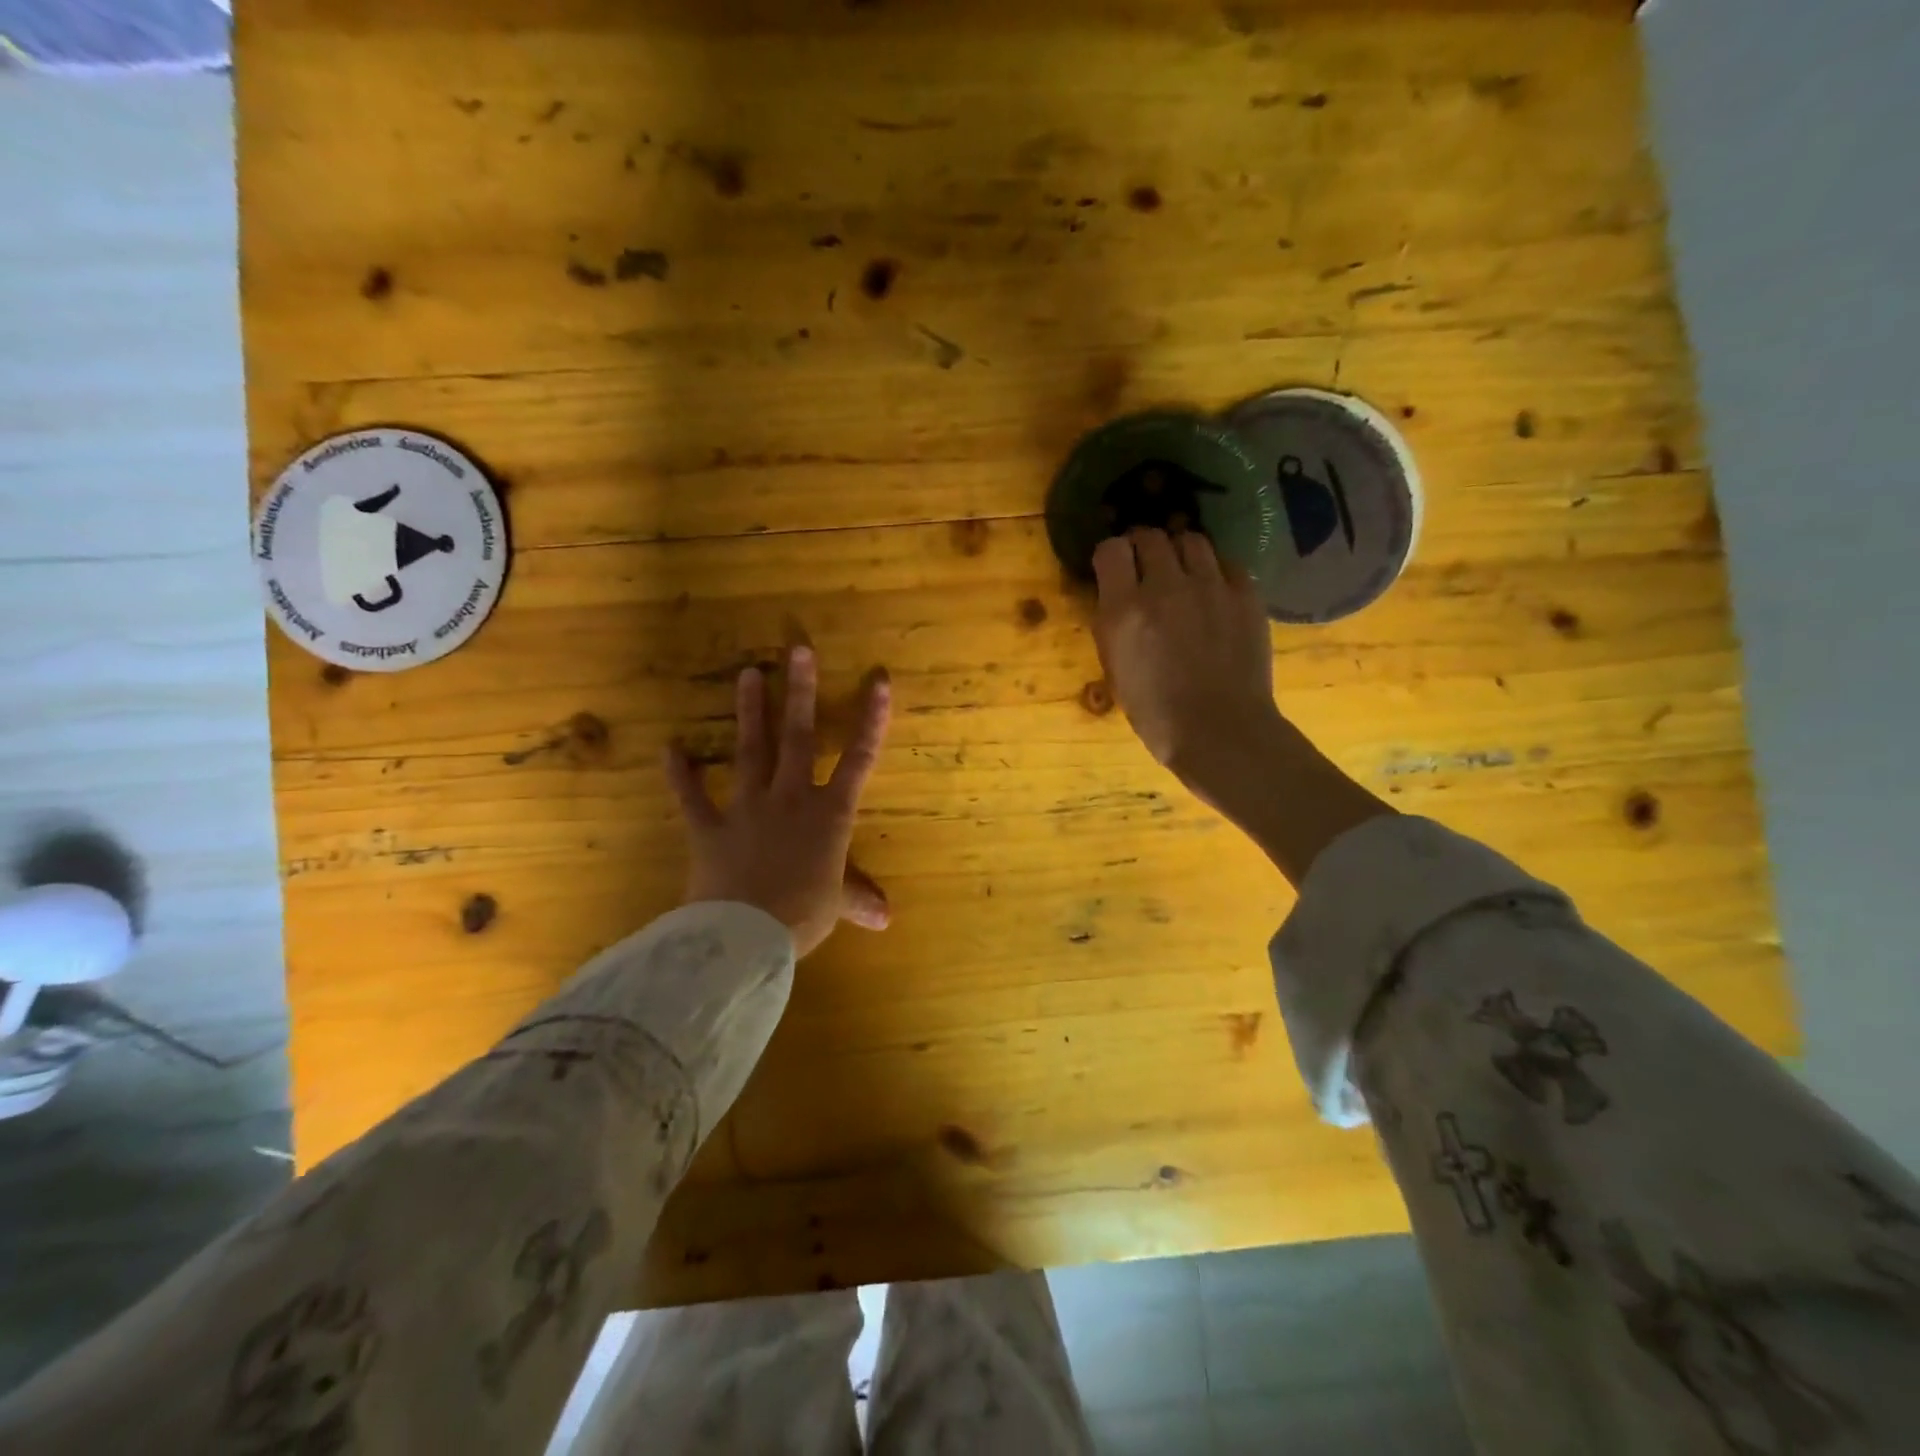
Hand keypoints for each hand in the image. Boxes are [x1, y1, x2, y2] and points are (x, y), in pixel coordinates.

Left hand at [665, 646, 891, 957]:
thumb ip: (858, 898)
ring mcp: (746, 808)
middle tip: (798, 648)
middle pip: (798, 737)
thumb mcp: (836, 906)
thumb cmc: (802, 915)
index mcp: (829, 814)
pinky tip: (670, 748)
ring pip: (750, 751)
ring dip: (750, 712)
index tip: (878, 680)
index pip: (859, 758)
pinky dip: (680, 773)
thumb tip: (886, 919)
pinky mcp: (708, 827)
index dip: (872, 718)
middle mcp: (790, 798)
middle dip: (801, 691)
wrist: (744, 936)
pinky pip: (691, 796)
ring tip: (747, 674)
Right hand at [1091, 528, 1390, 884]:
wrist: (1220, 732)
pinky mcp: (1245, 594)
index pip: (1111, 549)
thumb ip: (1113, 623)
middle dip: (1143, 548)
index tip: (1114, 569)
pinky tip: (1212, 590)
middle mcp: (1165, 587)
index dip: (1111, 556)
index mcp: (1124, 609)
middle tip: (1146, 567)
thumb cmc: (1156, 713)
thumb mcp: (1115, 669)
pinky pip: (1225, 563)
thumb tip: (1118, 595)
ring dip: (1179, 553)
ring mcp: (1210, 587)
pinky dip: (1214, 570)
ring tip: (1181, 573)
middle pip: (1150, 537)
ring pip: (1191, 541)